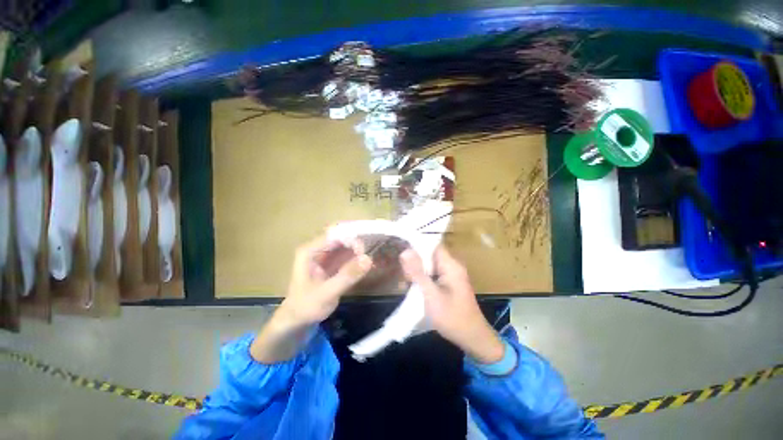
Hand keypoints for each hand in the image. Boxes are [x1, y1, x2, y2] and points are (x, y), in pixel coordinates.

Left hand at [278, 235, 372, 327]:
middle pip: (341, 237)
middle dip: (356, 243)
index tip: (364, 249)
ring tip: (369, 258)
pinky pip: (347, 255)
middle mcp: (318, 249)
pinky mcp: (332, 263)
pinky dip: (357, 257)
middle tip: (369, 255)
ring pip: (346, 245)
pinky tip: (366, 263)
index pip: (333, 235)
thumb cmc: (306, 307)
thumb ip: (347, 276)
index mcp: (310, 251)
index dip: (350, 238)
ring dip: (358, 250)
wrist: (297, 321)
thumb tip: (368, 259)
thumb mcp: (327, 293)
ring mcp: (325, 255)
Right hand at [400, 246, 503, 363]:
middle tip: (406, 279)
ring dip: (417, 274)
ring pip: (429, 266)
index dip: (418, 246)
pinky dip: (423, 281)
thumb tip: (405, 251)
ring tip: (407, 287)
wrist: (472, 339)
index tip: (403, 255)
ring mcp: (451, 275)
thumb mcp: (431, 295)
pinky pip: (432, 275)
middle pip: (429, 256)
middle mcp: (452, 266)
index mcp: (451, 265)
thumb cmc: (452, 317)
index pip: (433, 245)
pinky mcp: (448, 284)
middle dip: (415, 264)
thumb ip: (417, 273)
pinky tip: (414, 291)